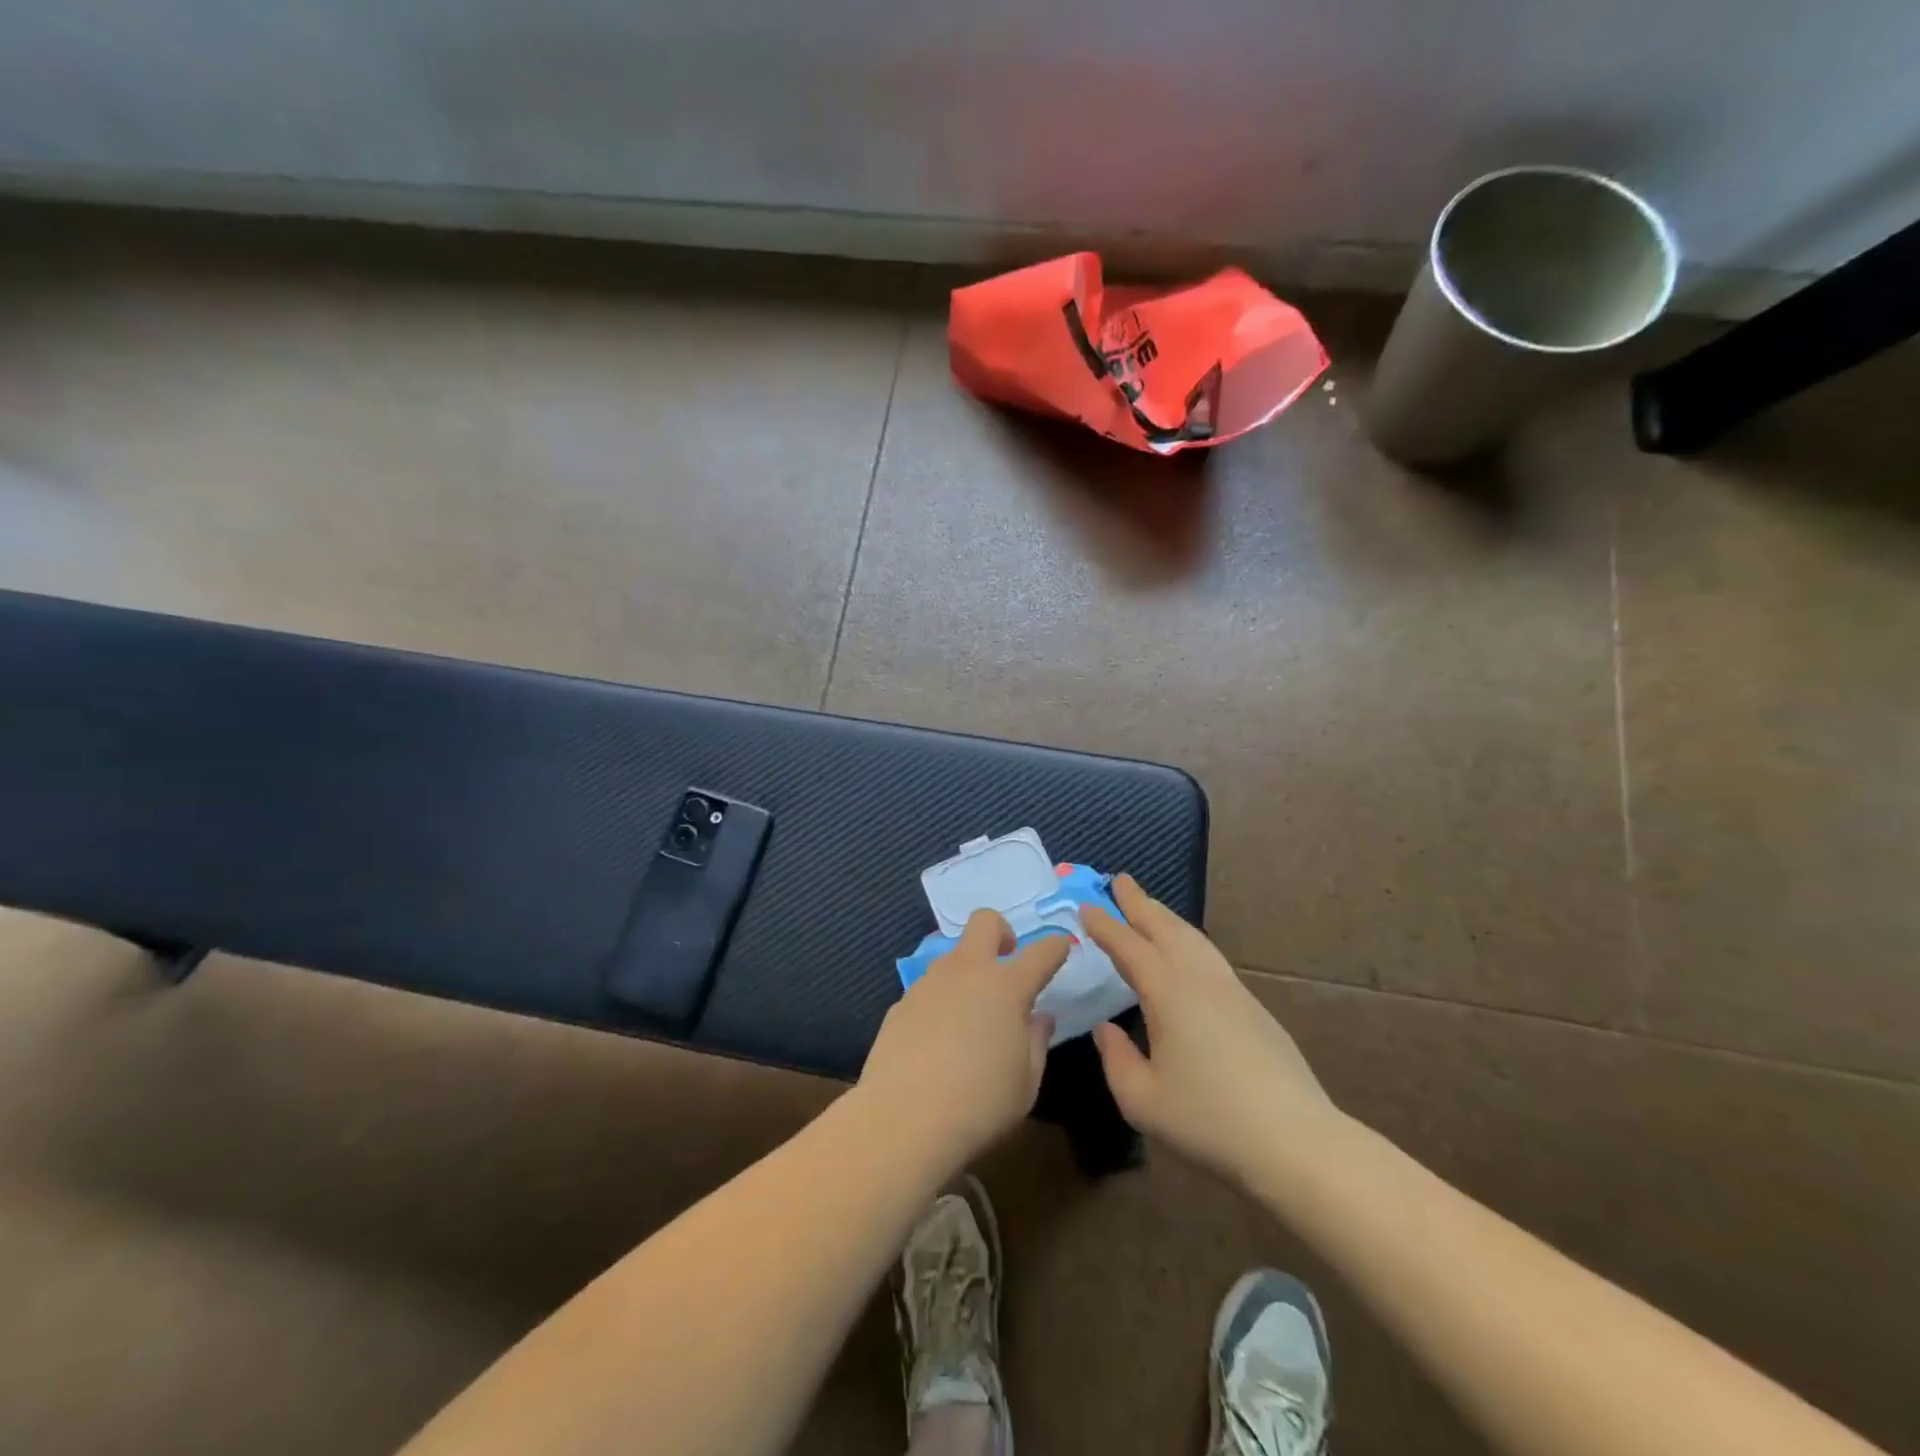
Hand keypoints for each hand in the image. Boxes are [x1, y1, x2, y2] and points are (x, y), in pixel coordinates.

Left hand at [858, 910, 1069, 1164]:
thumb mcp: (1026, 1082)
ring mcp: (929, 983)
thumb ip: (1037, 1042)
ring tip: (972, 1014)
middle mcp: (967, 972)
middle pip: (984, 922)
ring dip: (969, 971)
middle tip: (1008, 959)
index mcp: (1006, 987)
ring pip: (953, 956)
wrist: (902, 1118)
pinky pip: (929, 988)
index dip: (1055, 947)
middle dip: (1002, 931)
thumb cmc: (980, 1103)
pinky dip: (941, 1000)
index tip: (1061, 947)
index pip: (1040, 953)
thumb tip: (1039, 1017)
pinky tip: (939, 1038)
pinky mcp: (901, 1003)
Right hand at [1081, 875, 1341, 1186]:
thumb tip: (1107, 1029)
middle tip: (1119, 880)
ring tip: (1149, 907)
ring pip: (1193, 939)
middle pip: (1166, 929)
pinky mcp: (1253, 1008)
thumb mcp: (1142, 1101)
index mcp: (1169, 994)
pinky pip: (1210, 957)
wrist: (1296, 1143)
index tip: (1086, 906)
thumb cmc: (1209, 1122)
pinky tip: (1186, 953)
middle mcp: (1200, 980)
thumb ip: (1116, 1059)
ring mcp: (1232, 991)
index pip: (1129, 947)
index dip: (1105, 926)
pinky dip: (1188, 940)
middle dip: (1139, 903)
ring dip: (1166, 918)